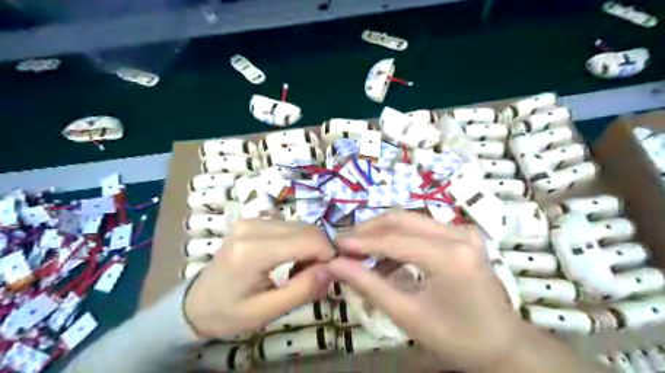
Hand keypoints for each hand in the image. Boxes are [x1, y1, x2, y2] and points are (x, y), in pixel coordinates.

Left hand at [182, 220, 335, 338]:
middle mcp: (252, 226)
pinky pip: (290, 225)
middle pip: (307, 229)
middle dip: (321, 250)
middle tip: (316, 275)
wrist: (197, 302)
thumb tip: (331, 268)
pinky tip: (291, 257)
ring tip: (301, 269)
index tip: (331, 274)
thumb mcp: (267, 312)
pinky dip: (300, 240)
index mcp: (253, 251)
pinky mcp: (254, 219)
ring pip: (301, 225)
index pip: (308, 240)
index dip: (328, 254)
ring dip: (311, 245)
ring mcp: (252, 219)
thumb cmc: (229, 313)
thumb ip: (303, 289)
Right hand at [327, 211, 525, 370]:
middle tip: (345, 242)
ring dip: (382, 233)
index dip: (361, 242)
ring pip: (410, 220)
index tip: (335, 245)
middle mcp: (459, 234)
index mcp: (450, 257)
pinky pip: (422, 228)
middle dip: (369, 229)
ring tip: (360, 252)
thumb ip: (369, 285)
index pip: (394, 241)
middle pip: (402, 219)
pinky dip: (400, 239)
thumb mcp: (408, 315)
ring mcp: (463, 231)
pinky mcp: (462, 235)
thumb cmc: (457, 338)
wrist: (503, 344)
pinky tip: (385, 258)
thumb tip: (336, 265)